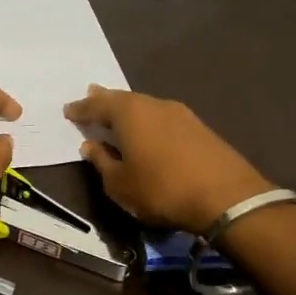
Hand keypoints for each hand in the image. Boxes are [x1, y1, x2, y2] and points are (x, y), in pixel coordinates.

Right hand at [64, 85, 270, 233]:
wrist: (227, 198)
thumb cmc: (161, 189)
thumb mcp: (120, 184)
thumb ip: (102, 162)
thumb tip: (91, 146)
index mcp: (129, 113)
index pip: (96, 105)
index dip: (80, 109)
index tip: (68, 111)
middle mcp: (153, 104)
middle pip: (122, 99)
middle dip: (104, 100)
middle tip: (91, 96)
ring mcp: (180, 114)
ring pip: (145, 106)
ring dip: (128, 110)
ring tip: (117, 113)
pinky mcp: (199, 127)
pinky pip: (162, 117)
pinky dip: (148, 121)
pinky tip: (147, 130)